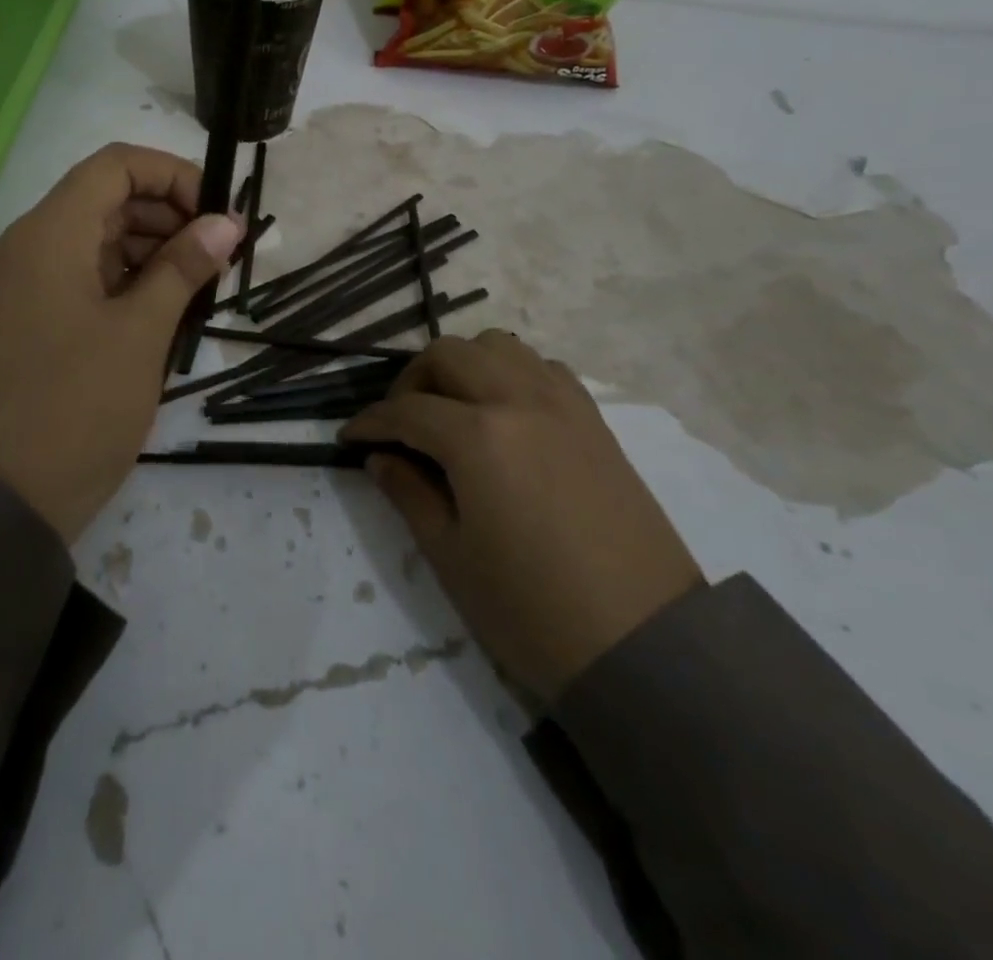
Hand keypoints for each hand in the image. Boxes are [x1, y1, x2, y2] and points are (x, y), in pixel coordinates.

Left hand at [0, 143, 242, 542]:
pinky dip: (123, 281)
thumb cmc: (77, 408)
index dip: (172, 177)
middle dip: (167, 216)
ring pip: (94, 239)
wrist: (2, 499)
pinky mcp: (24, 318)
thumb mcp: (141, 334)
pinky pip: (79, 276)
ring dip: (148, 250)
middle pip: (105, 200)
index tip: (215, 218)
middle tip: (217, 259)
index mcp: (49, 235)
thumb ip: (183, 268)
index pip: (115, 165)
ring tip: (196, 289)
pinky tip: (160, 311)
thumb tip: (226, 223)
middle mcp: (27, 246)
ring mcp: (21, 284)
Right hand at [345, 331, 701, 703]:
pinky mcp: (594, 421)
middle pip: (449, 354)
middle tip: (399, 422)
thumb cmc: (532, 610)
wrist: (644, 645)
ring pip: (499, 346)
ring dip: (463, 365)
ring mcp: (563, 405)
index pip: (406, 410)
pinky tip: (505, 412)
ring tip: (451, 408)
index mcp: (478, 437)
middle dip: (411, 380)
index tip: (348, 438)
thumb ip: (409, 494)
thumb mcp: (451, 557)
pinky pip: (543, 368)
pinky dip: (511, 373)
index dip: (370, 422)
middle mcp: (519, 401)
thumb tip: (381, 458)